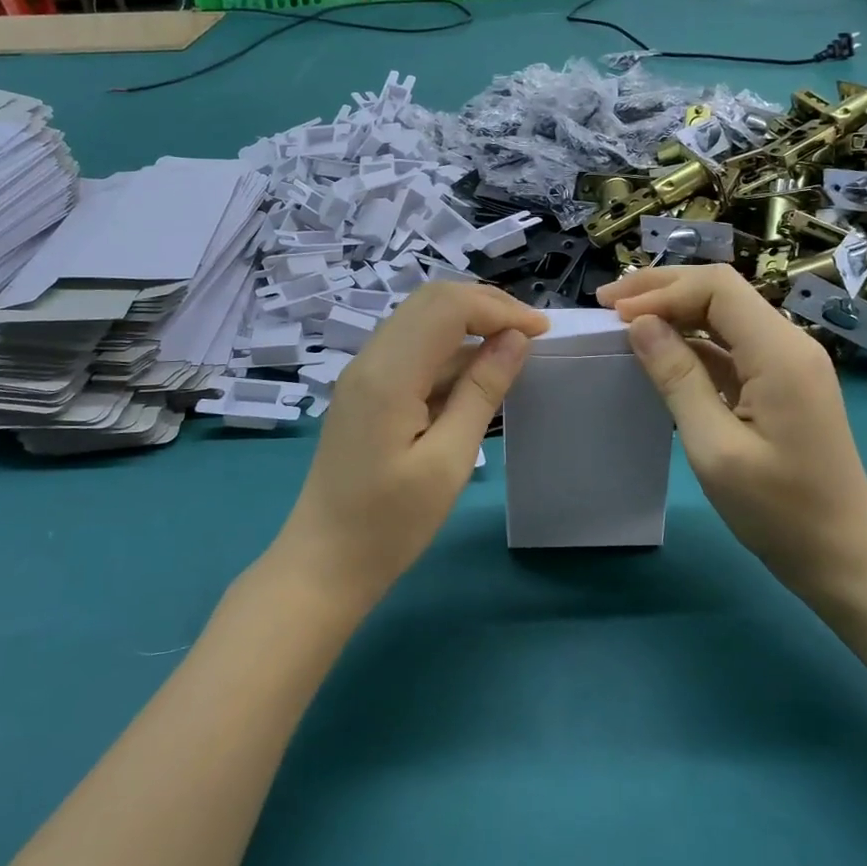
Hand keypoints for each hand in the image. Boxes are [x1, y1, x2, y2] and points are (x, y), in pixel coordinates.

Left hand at [276, 282, 548, 610]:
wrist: (323, 563)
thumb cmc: (389, 524)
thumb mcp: (448, 461)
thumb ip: (481, 392)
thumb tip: (515, 340)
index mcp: (389, 374)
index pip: (447, 307)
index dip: (499, 308)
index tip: (543, 331)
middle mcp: (371, 359)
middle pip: (431, 301)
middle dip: (486, 306)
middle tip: (531, 333)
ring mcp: (364, 372)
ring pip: (421, 320)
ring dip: (468, 323)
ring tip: (513, 348)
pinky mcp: (366, 390)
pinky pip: (412, 348)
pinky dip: (449, 348)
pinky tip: (476, 374)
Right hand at [597, 265, 866, 596]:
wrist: (843, 555)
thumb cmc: (779, 510)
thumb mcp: (716, 448)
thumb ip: (678, 379)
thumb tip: (640, 325)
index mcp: (779, 352)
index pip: (717, 288)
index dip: (662, 292)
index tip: (615, 315)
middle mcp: (788, 343)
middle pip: (720, 291)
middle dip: (662, 290)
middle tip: (607, 302)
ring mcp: (787, 362)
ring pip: (724, 314)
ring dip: (674, 310)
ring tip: (623, 320)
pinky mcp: (780, 381)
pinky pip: (731, 344)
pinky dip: (691, 340)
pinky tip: (659, 352)